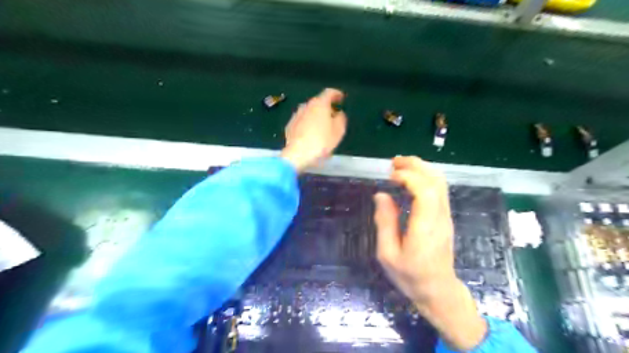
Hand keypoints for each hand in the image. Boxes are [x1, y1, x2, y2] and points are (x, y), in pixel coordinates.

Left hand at [282, 87, 348, 170]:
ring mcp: (296, 115)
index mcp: (320, 104)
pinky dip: (308, 124)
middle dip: (326, 107)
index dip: (337, 94)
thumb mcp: (338, 131)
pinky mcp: (290, 126)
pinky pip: (302, 121)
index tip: (341, 98)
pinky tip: (311, 134)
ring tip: (322, 126)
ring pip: (309, 112)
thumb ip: (341, 119)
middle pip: (318, 102)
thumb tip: (338, 113)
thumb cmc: (321, 141)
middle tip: (333, 115)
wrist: (297, 154)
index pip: (329, 92)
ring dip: (316, 116)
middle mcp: (306, 105)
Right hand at [372, 155, 485, 349]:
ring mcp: (445, 216)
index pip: (425, 190)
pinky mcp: (445, 217)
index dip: (409, 176)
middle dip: (416, 165)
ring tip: (400, 166)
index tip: (390, 175)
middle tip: (394, 162)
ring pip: (440, 183)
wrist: (438, 290)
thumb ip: (385, 222)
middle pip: (436, 181)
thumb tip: (381, 195)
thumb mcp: (388, 254)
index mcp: (425, 226)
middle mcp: (440, 216)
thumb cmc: (410, 275)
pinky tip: (410, 180)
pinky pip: (439, 190)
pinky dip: (425, 178)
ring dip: (422, 169)